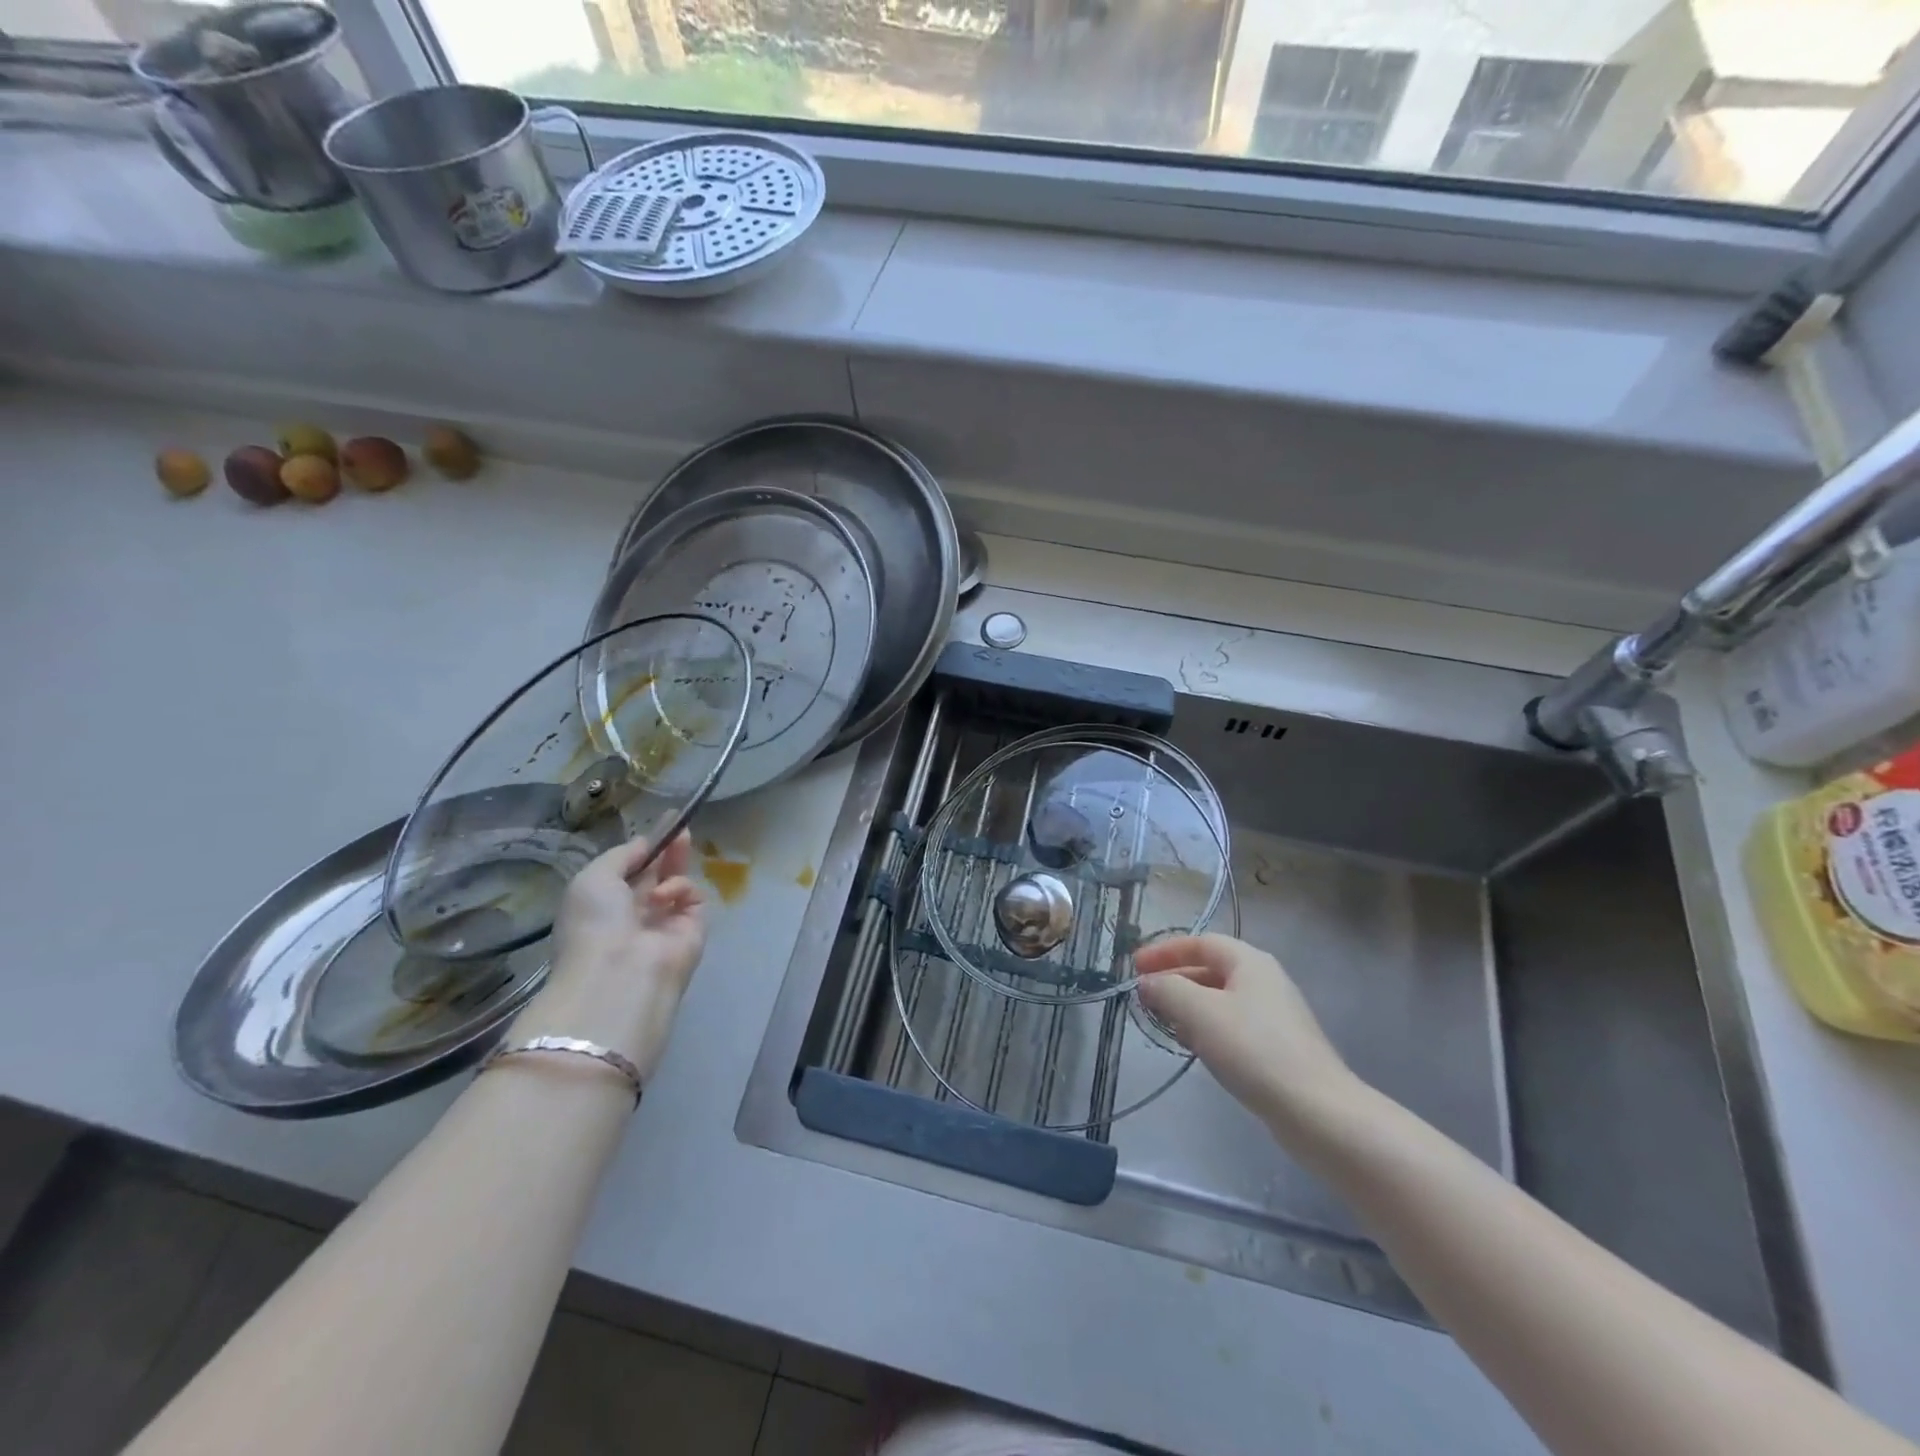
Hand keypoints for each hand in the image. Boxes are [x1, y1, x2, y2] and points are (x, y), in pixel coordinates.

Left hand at [509, 831, 706, 1077]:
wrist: (619, 973)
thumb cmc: (595, 922)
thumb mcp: (593, 877)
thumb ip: (622, 854)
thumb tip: (645, 843)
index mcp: (604, 903)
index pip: (630, 869)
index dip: (645, 847)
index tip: (662, 822)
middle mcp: (635, 912)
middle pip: (657, 872)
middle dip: (668, 848)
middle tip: (681, 825)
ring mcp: (666, 921)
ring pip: (678, 881)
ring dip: (675, 862)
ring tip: (680, 842)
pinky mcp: (693, 928)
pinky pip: (692, 896)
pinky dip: (681, 889)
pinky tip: (665, 897)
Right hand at [1136, 934, 1358, 1135]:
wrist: (1316, 1111)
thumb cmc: (1253, 1049)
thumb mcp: (1199, 1012)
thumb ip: (1167, 989)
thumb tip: (1148, 982)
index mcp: (1249, 961)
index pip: (1200, 943)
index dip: (1164, 951)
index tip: (1135, 967)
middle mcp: (1265, 980)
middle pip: (1210, 969)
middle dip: (1174, 980)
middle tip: (1145, 998)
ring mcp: (1275, 1015)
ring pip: (1220, 999)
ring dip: (1189, 1007)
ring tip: (1165, 1024)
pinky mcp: (1279, 1046)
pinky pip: (1233, 1025)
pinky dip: (1208, 1028)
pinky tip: (1197, 1049)